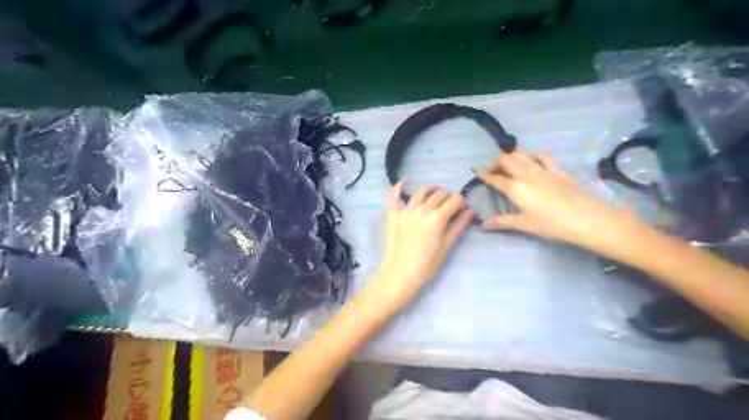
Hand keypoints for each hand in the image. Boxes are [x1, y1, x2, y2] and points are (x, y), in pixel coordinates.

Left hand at [367, 180, 473, 307]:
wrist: (401, 273)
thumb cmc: (427, 263)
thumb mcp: (447, 245)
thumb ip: (459, 225)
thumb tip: (471, 211)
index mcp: (438, 217)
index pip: (455, 200)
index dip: (461, 203)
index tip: (462, 209)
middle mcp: (422, 209)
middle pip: (440, 194)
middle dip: (448, 197)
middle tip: (450, 206)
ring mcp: (406, 210)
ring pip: (422, 191)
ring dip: (431, 190)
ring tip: (435, 195)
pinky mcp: (394, 214)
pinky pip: (395, 195)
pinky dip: (400, 185)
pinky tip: (407, 179)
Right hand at [476, 153, 627, 246]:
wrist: (585, 218)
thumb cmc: (551, 224)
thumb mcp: (524, 225)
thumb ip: (502, 222)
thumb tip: (483, 225)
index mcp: (515, 188)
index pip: (495, 178)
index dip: (484, 174)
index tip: (477, 171)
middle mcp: (525, 174)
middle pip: (506, 159)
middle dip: (496, 162)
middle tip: (494, 171)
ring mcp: (542, 170)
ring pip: (521, 154)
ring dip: (512, 156)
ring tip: (510, 165)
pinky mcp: (557, 170)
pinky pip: (544, 156)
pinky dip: (535, 155)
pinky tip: (534, 159)